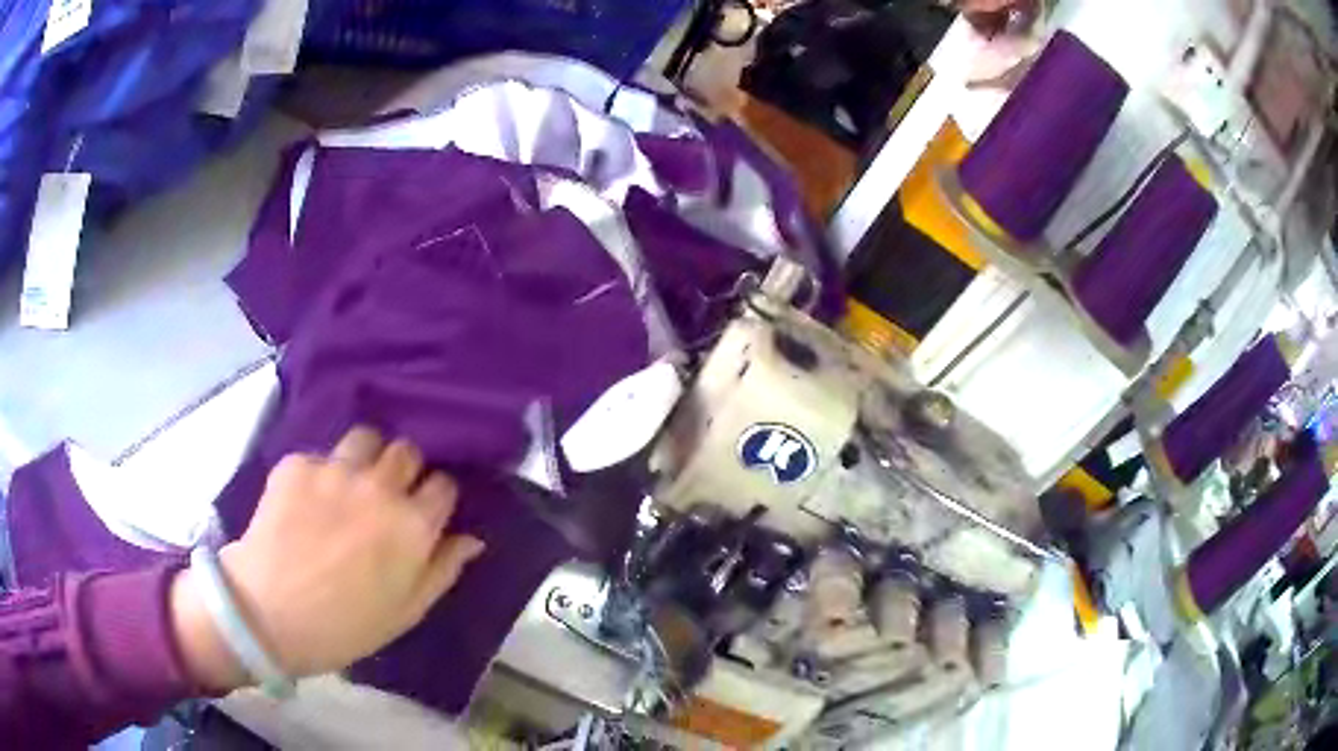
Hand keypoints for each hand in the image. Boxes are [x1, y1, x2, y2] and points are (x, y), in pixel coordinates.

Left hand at [172, 427, 484, 691]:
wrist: (269, 614)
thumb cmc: (345, 626)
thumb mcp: (406, 611)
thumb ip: (443, 570)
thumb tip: (472, 538)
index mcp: (412, 526)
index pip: (444, 485)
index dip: (436, 497)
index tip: (425, 511)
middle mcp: (379, 487)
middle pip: (407, 451)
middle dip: (404, 469)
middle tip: (386, 495)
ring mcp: (335, 470)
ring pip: (365, 438)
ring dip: (364, 458)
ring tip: (348, 483)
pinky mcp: (298, 463)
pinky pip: (319, 456)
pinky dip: (318, 474)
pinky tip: (305, 501)